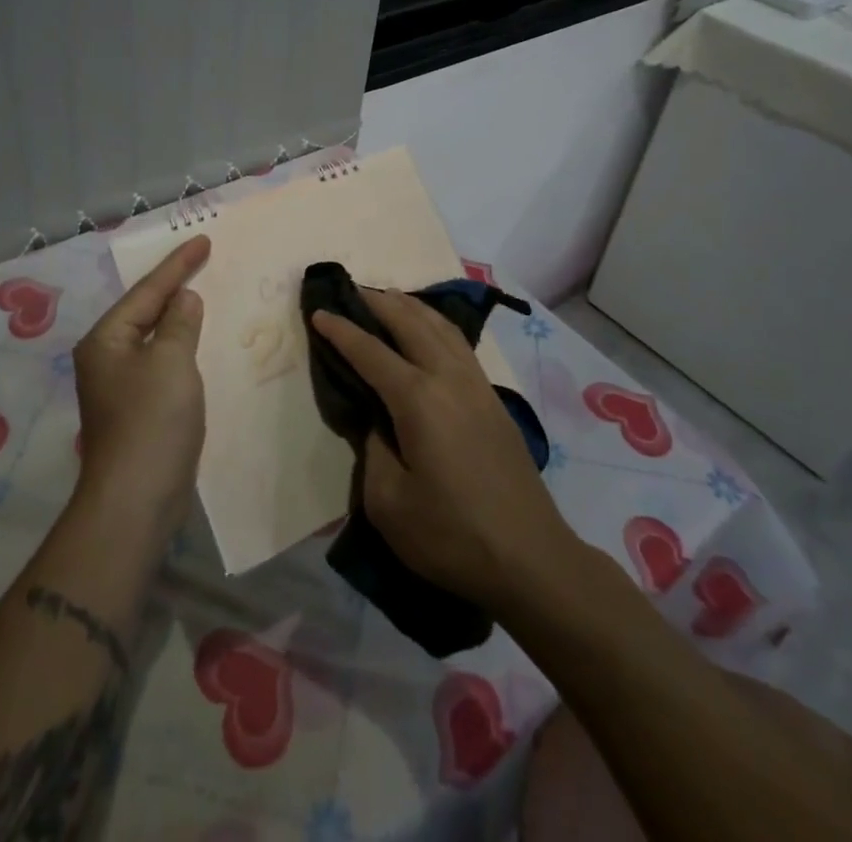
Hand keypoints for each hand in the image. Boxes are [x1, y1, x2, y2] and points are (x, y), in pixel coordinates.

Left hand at [72, 235, 209, 538]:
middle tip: (202, 260)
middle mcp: (105, 357)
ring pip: (152, 338)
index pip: (147, 291)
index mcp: (106, 339)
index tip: (204, 240)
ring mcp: (117, 386)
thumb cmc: (151, 421)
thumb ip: (179, 323)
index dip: (178, 265)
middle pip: (144, 310)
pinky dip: (178, 347)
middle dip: (173, 286)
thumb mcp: (171, 361)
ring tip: (200, 293)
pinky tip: (194, 344)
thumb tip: (184, 300)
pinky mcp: (134, 410)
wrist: (135, 501)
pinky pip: (159, 363)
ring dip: (176, 317)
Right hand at [311, 288, 567, 610]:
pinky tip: (429, 331)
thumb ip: (373, 451)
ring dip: (410, 306)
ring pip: (441, 326)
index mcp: (418, 400)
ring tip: (388, 299)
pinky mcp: (494, 400)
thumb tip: (377, 422)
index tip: (319, 311)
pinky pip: (459, 343)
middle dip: (378, 302)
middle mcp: (448, 379)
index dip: (341, 330)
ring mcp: (477, 386)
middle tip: (351, 292)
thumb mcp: (389, 504)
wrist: (532, 560)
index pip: (371, 352)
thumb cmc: (452, 536)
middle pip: (410, 322)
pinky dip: (436, 324)